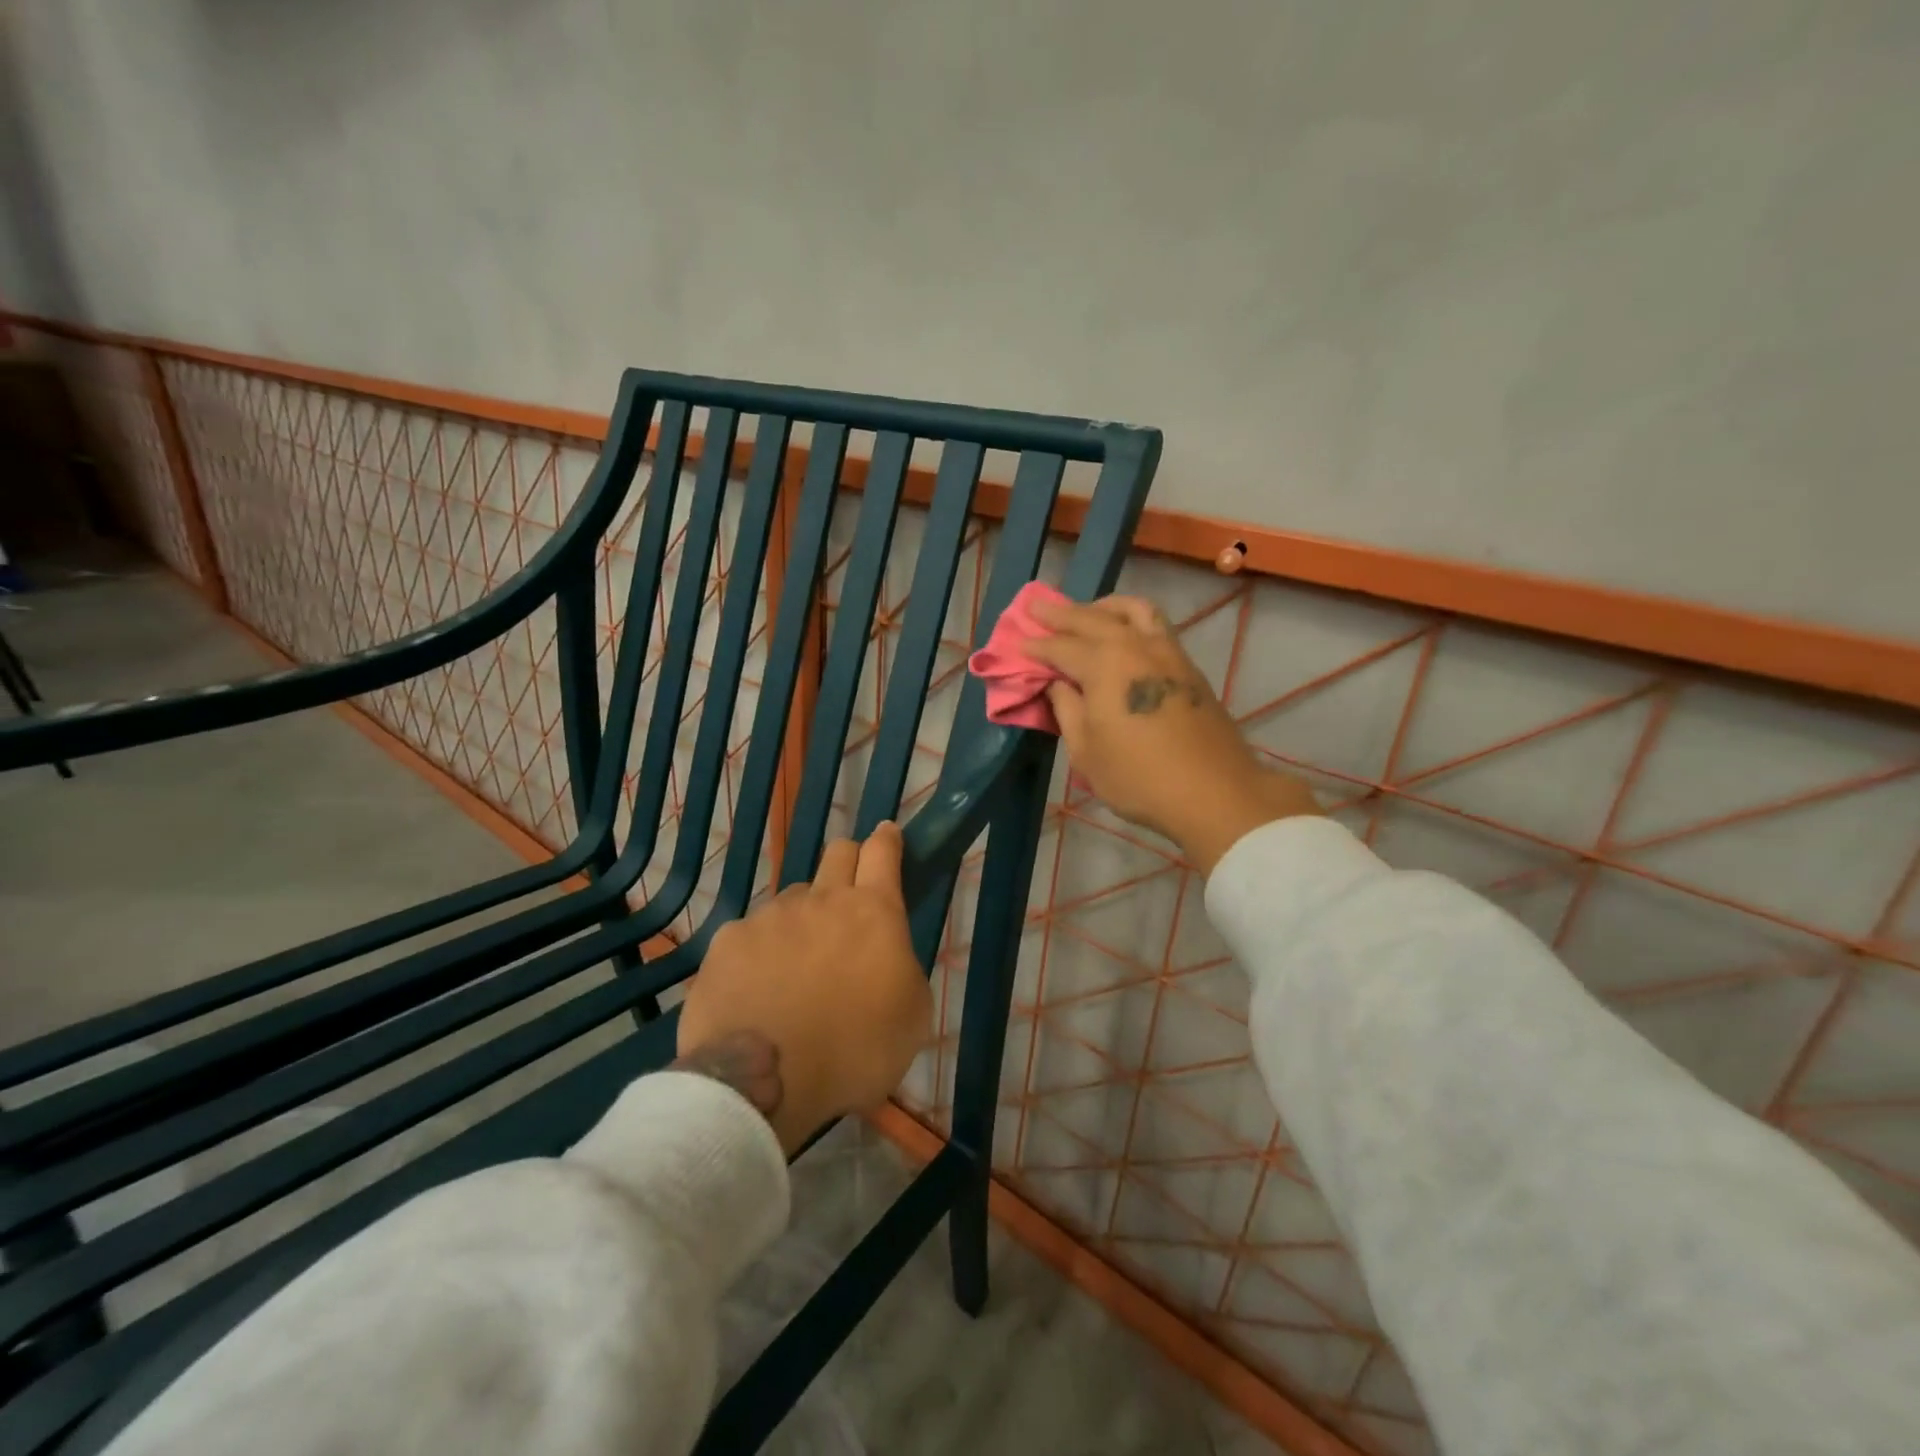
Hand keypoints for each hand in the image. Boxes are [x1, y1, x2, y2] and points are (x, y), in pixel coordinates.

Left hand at [674, 822, 930, 1153]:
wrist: (762, 1081)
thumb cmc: (854, 1053)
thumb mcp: (911, 1016)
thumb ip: (902, 967)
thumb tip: (885, 955)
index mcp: (873, 912)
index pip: (883, 851)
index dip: (887, 839)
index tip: (887, 835)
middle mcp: (820, 900)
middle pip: (837, 853)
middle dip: (849, 863)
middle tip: (849, 899)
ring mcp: (769, 916)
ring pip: (792, 899)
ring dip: (802, 919)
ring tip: (796, 967)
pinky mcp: (727, 941)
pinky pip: (751, 933)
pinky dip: (760, 952)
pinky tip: (756, 990)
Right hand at [1027, 595, 1319, 873]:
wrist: (1214, 793)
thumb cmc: (1139, 778)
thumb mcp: (1086, 751)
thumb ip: (1067, 710)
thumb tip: (1058, 684)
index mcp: (1105, 665)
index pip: (1061, 647)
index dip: (1036, 646)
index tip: (1017, 643)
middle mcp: (1136, 646)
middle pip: (1093, 618)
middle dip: (1061, 613)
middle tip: (1036, 605)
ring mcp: (1168, 652)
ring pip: (1133, 610)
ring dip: (1103, 606)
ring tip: (1086, 612)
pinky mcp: (1188, 667)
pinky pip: (1155, 625)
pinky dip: (1131, 619)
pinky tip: (1123, 634)